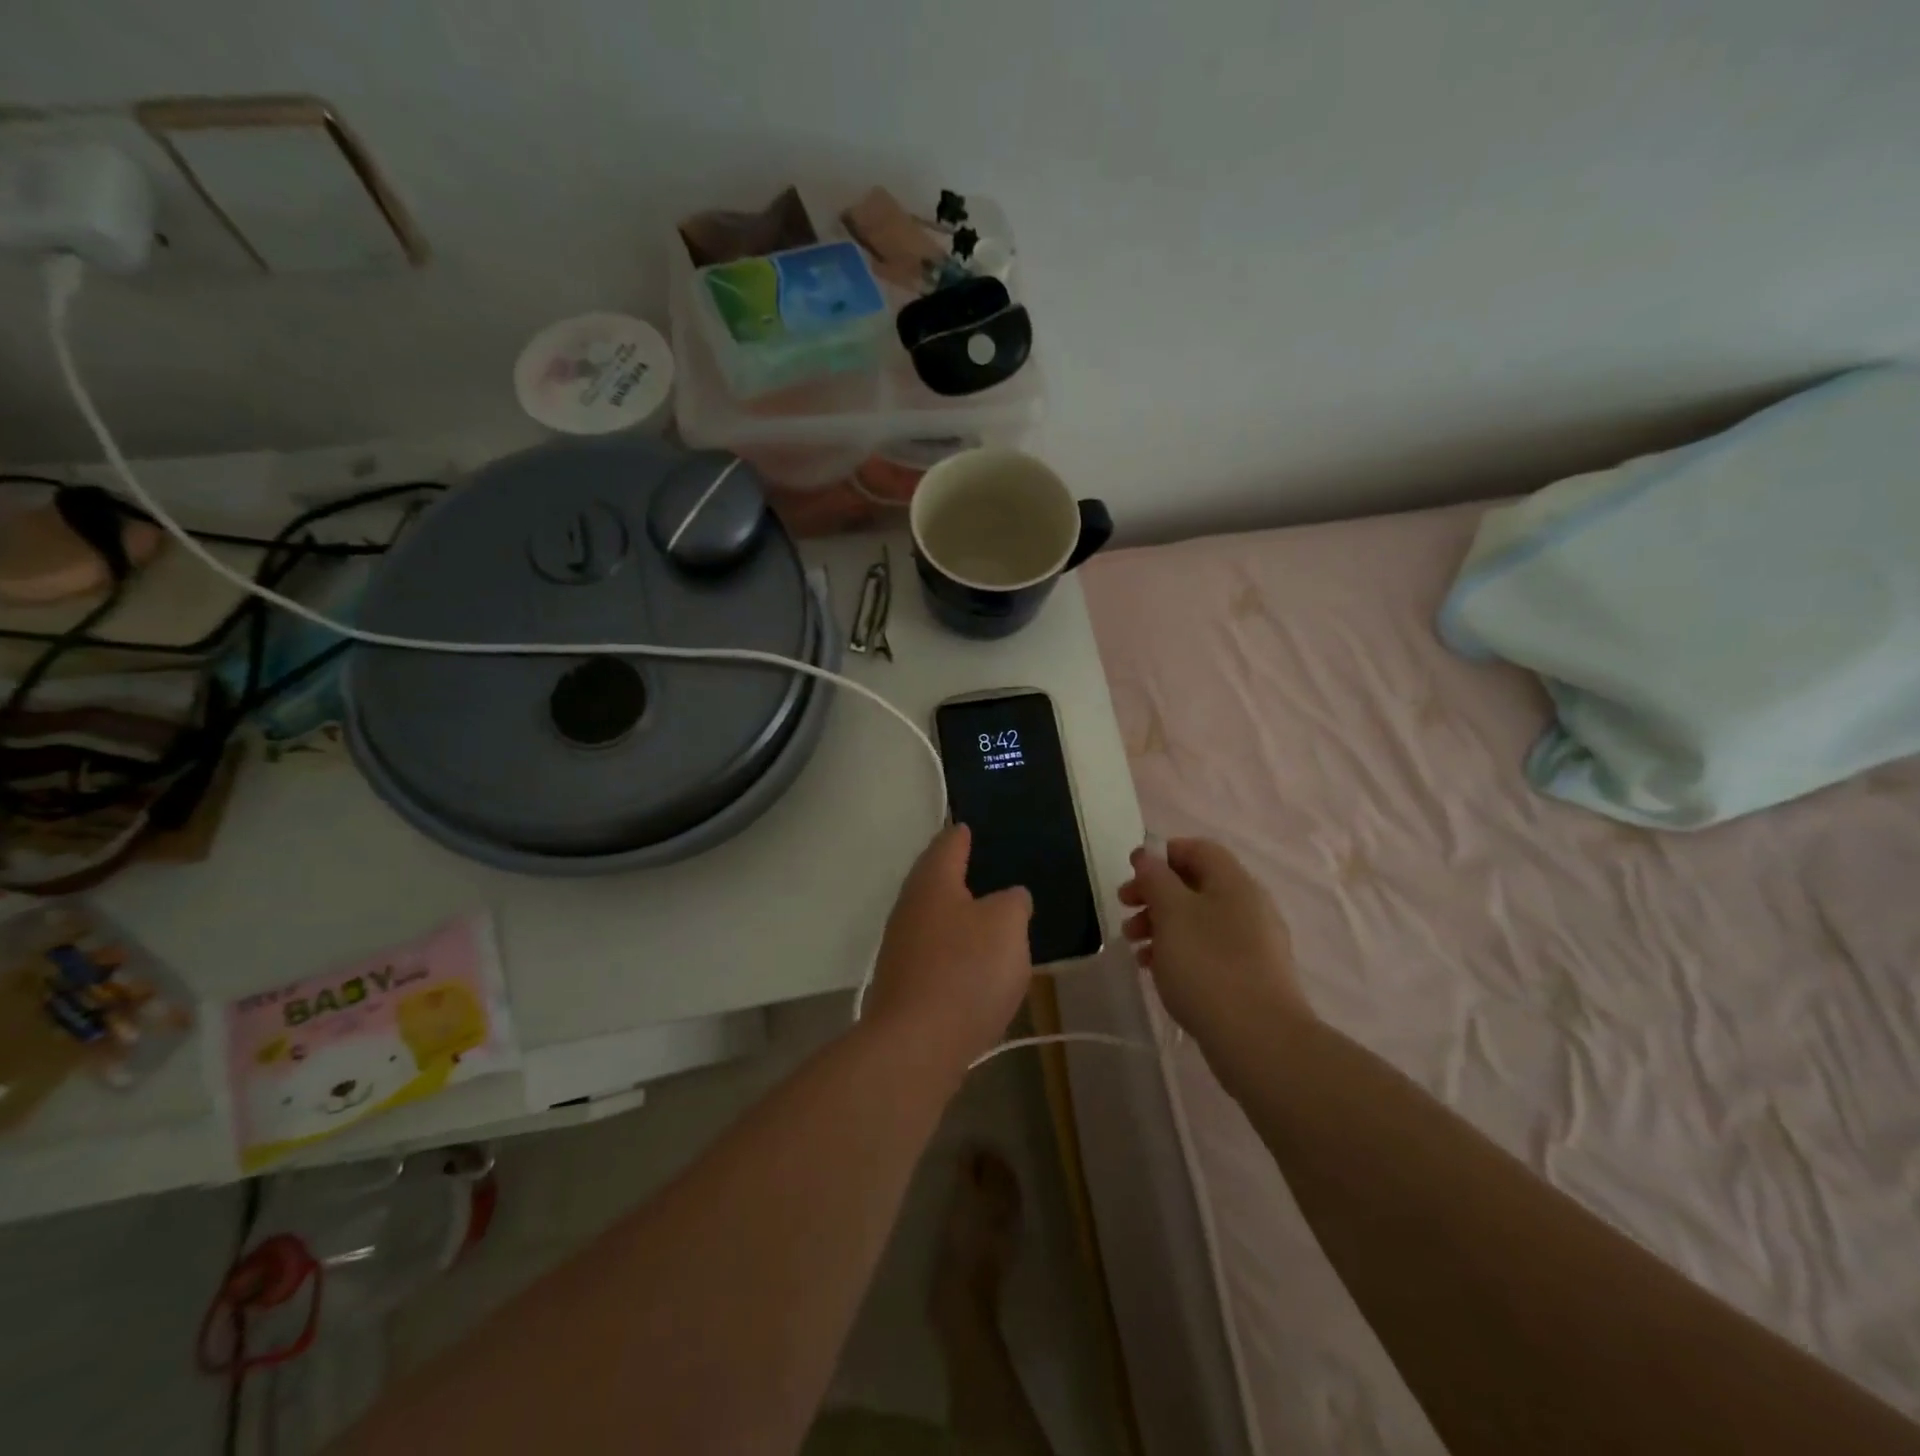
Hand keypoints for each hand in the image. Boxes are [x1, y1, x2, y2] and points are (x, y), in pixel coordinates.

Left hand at [866, 826, 1033, 1065]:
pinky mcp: (904, 984)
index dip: (960, 834)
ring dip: (955, 915)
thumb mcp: (1007, 925)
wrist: (917, 1044)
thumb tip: (1010, 898)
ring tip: (985, 916)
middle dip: (955, 874)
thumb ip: (1013, 902)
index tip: (967, 826)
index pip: (947, 844)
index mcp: (932, 882)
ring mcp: (901, 947)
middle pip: (933, 880)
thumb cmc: (966, 970)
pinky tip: (973, 962)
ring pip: (932, 918)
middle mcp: (909, 908)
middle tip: (981, 867)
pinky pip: (934, 953)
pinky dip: (953, 949)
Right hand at [1119, 838, 1309, 1048]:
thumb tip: (1148, 857)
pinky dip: (1180, 951)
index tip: (1131, 873)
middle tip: (1124, 910)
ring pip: (1199, 920)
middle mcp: (1249, 905)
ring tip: (1135, 948)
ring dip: (1162, 925)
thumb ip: (1156, 879)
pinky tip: (1157, 971)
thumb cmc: (1207, 966)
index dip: (1162, 855)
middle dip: (1155, 894)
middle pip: (1195, 885)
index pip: (1197, 849)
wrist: (1259, 1039)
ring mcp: (1254, 943)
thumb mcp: (1171, 913)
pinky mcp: (1251, 976)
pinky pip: (1209, 950)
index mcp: (1234, 882)